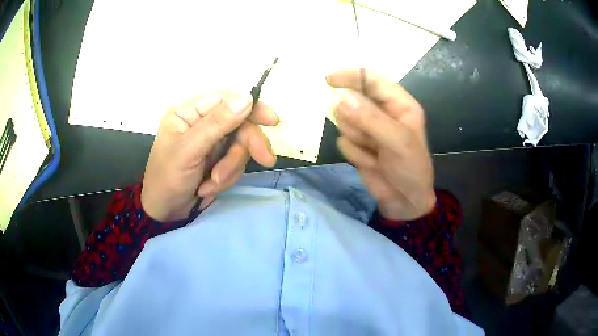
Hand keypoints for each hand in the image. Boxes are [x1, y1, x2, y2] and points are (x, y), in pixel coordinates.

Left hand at [141, 91, 277, 221]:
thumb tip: (247, 98)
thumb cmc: (167, 178)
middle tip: (265, 160)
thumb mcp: (188, 150)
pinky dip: (226, 178)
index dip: (251, 107)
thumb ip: (216, 124)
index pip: (225, 100)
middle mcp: (202, 124)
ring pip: (240, 147)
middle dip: (245, 147)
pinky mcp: (218, 160)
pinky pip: (235, 164)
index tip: (272, 121)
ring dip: (230, 168)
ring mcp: (211, 143)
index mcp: (189, 113)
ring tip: (212, 183)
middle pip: (238, 125)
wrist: (165, 212)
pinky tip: (208, 188)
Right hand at [326, 69, 434, 220]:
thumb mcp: (396, 141)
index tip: (328, 81)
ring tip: (375, 154)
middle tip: (368, 136)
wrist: (406, 202)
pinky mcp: (359, 146)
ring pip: (344, 122)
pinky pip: (343, 142)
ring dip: (357, 139)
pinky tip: (372, 164)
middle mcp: (382, 113)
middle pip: (353, 100)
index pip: (371, 79)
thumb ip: (370, 119)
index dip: (351, 77)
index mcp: (399, 104)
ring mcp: (369, 130)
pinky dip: (355, 154)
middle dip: (355, 119)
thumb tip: (341, 98)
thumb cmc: (411, 169)